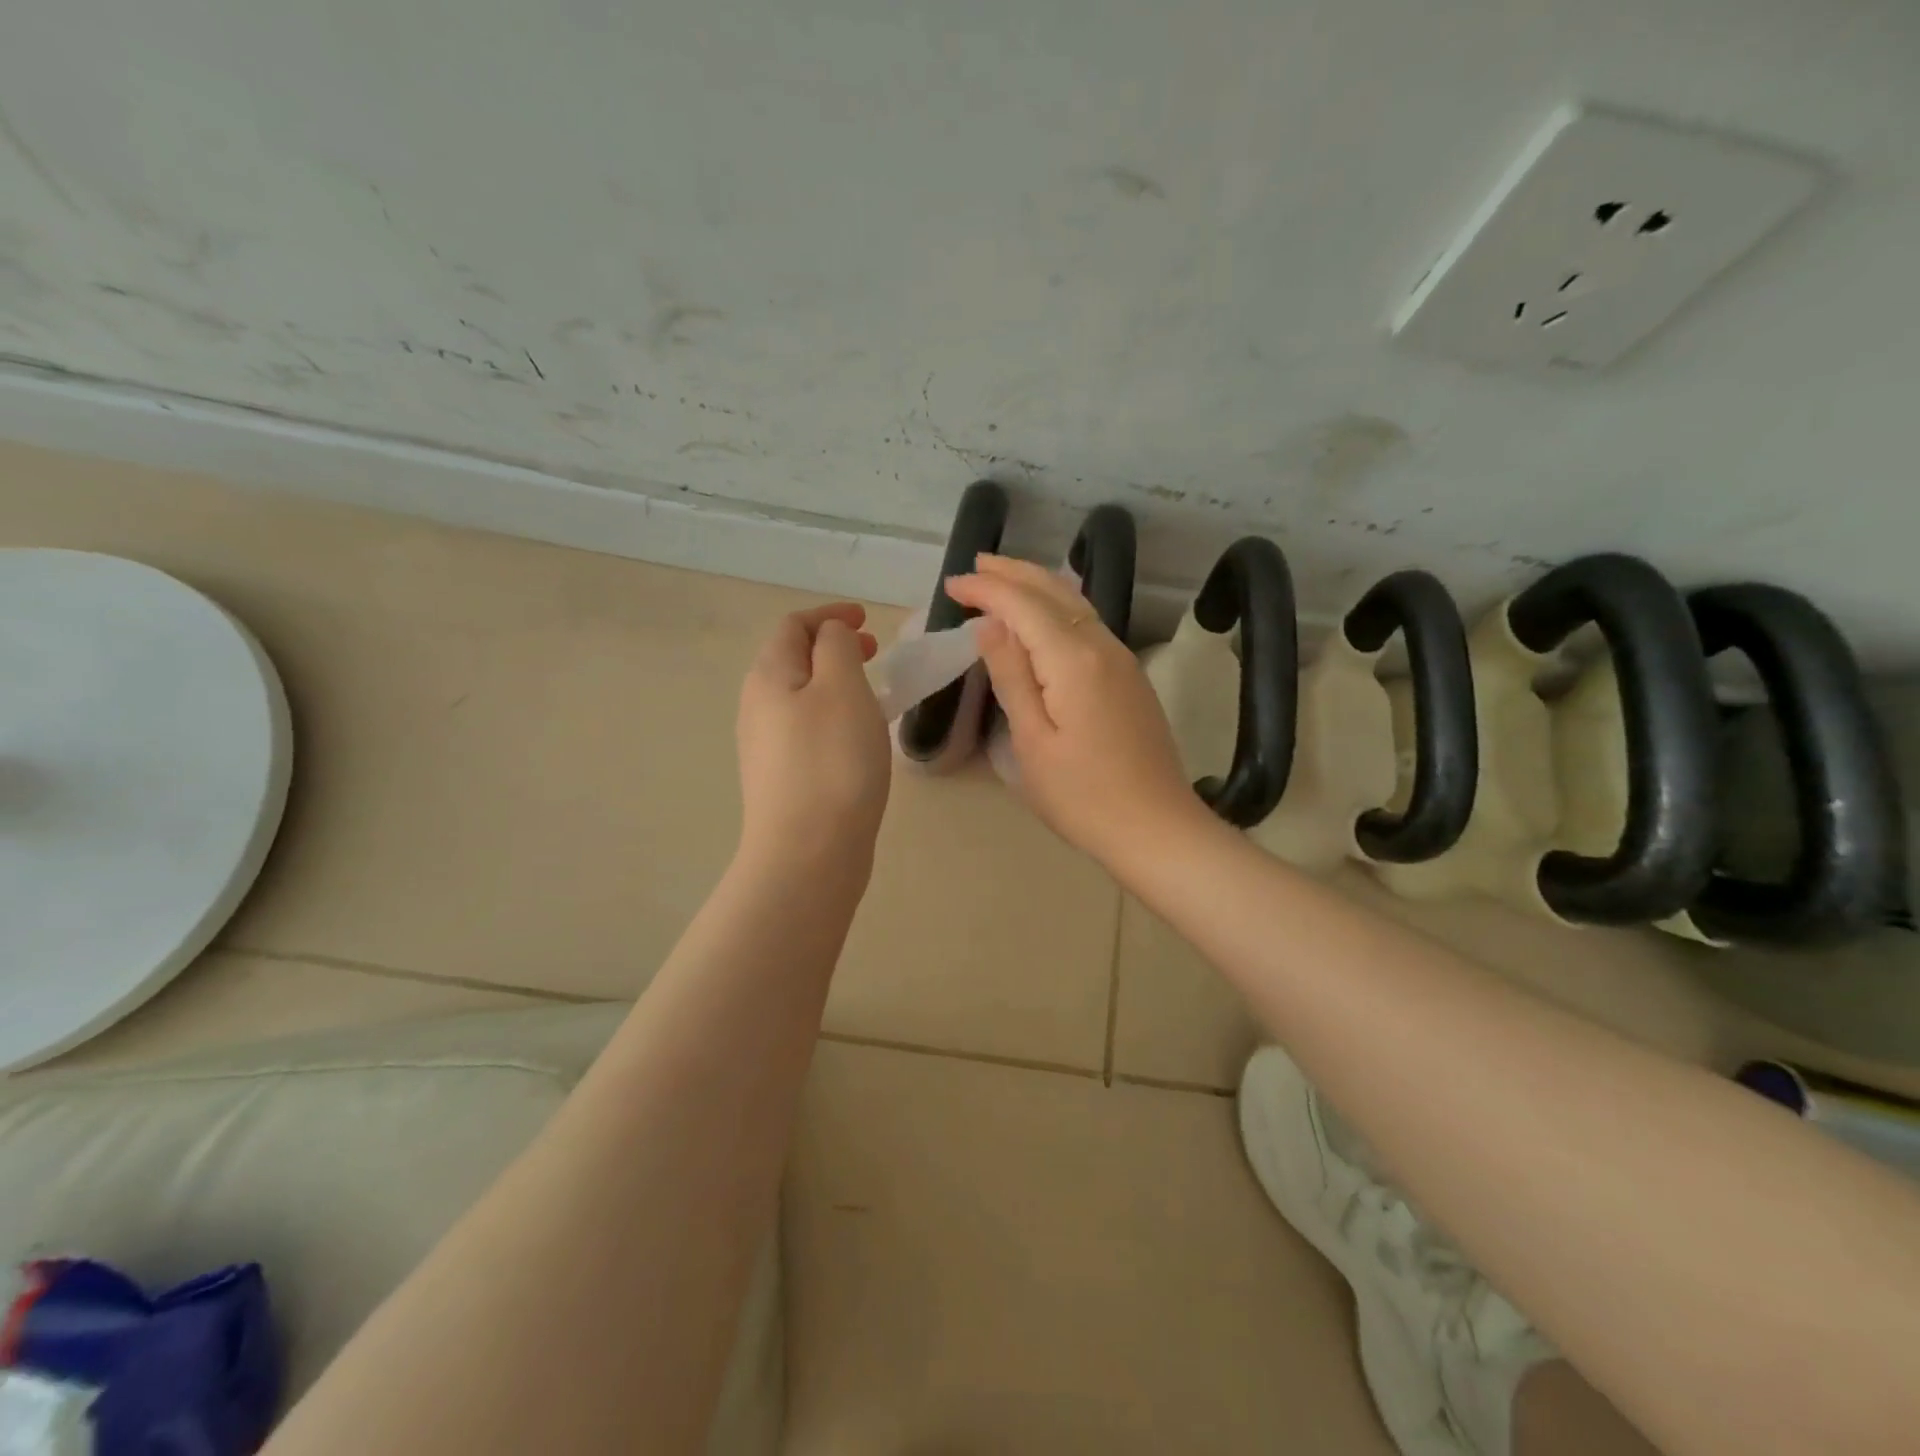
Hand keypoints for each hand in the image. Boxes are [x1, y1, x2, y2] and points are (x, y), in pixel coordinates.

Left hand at [736, 603, 890, 872]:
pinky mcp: (781, 779)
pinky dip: (832, 716)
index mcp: (769, 676)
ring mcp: (765, 746)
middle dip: (832, 648)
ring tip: (872, 695)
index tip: (866, 620)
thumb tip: (830, 636)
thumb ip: (837, 647)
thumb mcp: (842, 687)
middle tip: (873, 653)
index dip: (829, 615)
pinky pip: (806, 728)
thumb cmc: (832, 761)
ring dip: (834, 683)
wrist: (808, 852)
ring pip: (800, 696)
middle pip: (791, 660)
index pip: (793, 626)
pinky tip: (857, 739)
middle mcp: (757, 706)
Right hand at [945, 556, 1202, 865]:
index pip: (1022, 605)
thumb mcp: (1032, 741)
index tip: (951, 586)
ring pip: (1076, 603)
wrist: (1157, 828)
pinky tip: (1045, 615)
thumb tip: (990, 625)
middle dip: (1012, 574)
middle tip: (975, 567)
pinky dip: (1058, 607)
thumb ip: (1012, 676)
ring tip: (1003, 578)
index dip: (986, 590)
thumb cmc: (1083, 796)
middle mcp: (1103, 646)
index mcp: (1073, 659)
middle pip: (1054, 591)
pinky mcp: (1130, 677)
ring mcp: (1122, 660)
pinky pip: (1089, 623)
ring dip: (1037, 584)